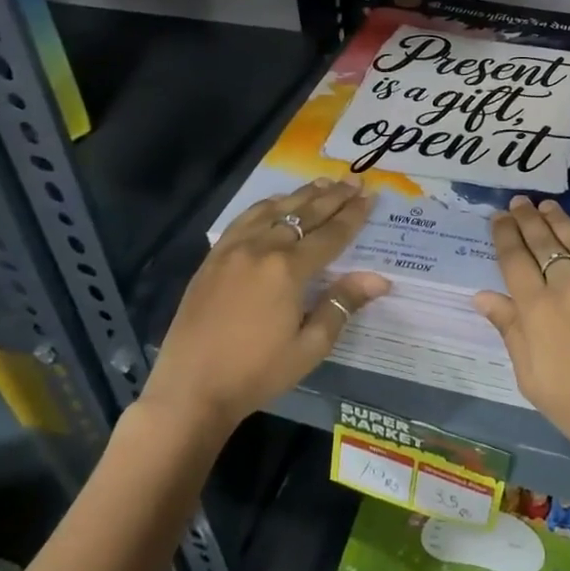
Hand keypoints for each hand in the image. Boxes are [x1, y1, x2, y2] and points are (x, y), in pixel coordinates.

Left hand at [143, 179, 389, 433]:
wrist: (190, 390)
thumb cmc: (256, 373)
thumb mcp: (309, 347)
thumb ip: (342, 305)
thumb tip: (379, 278)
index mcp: (288, 270)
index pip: (330, 235)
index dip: (353, 216)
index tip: (370, 196)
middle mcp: (261, 248)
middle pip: (304, 214)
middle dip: (333, 197)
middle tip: (354, 180)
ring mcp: (233, 249)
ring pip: (273, 210)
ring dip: (301, 194)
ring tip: (323, 182)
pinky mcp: (213, 258)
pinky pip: (244, 219)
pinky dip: (266, 205)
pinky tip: (275, 202)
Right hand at [473, 196, 569, 469]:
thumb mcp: (533, 380)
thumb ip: (510, 331)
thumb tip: (483, 295)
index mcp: (538, 310)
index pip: (514, 259)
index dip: (505, 234)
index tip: (498, 217)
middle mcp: (569, 285)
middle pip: (543, 241)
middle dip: (527, 218)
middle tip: (519, 201)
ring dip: (557, 219)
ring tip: (545, 205)